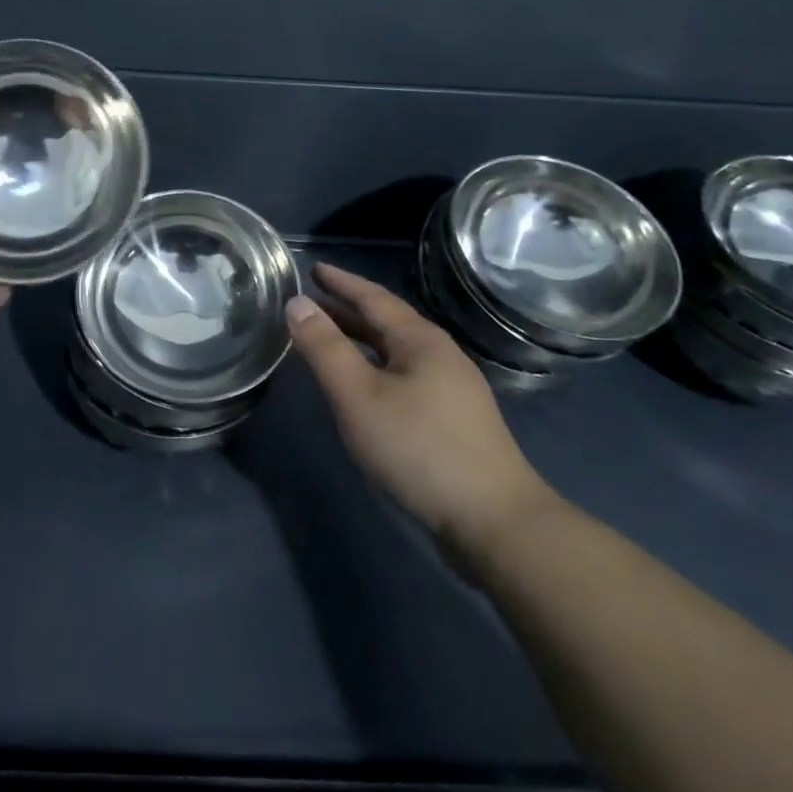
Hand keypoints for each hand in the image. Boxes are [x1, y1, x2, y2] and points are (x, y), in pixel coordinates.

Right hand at [289, 263, 559, 561]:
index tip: (312, 268)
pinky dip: (376, 367)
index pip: (373, 297)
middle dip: (348, 310)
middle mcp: (440, 355)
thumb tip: (297, 303)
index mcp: (420, 340)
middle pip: (387, 322)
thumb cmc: (419, 449)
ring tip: (330, 340)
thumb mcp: (359, 396)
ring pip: (397, 352)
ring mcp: (453, 389)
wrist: (496, 523)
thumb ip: (325, 348)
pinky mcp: (455, 421)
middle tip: (312, 302)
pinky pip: (405, 375)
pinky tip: (365, 388)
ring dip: (362, 341)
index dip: (341, 282)